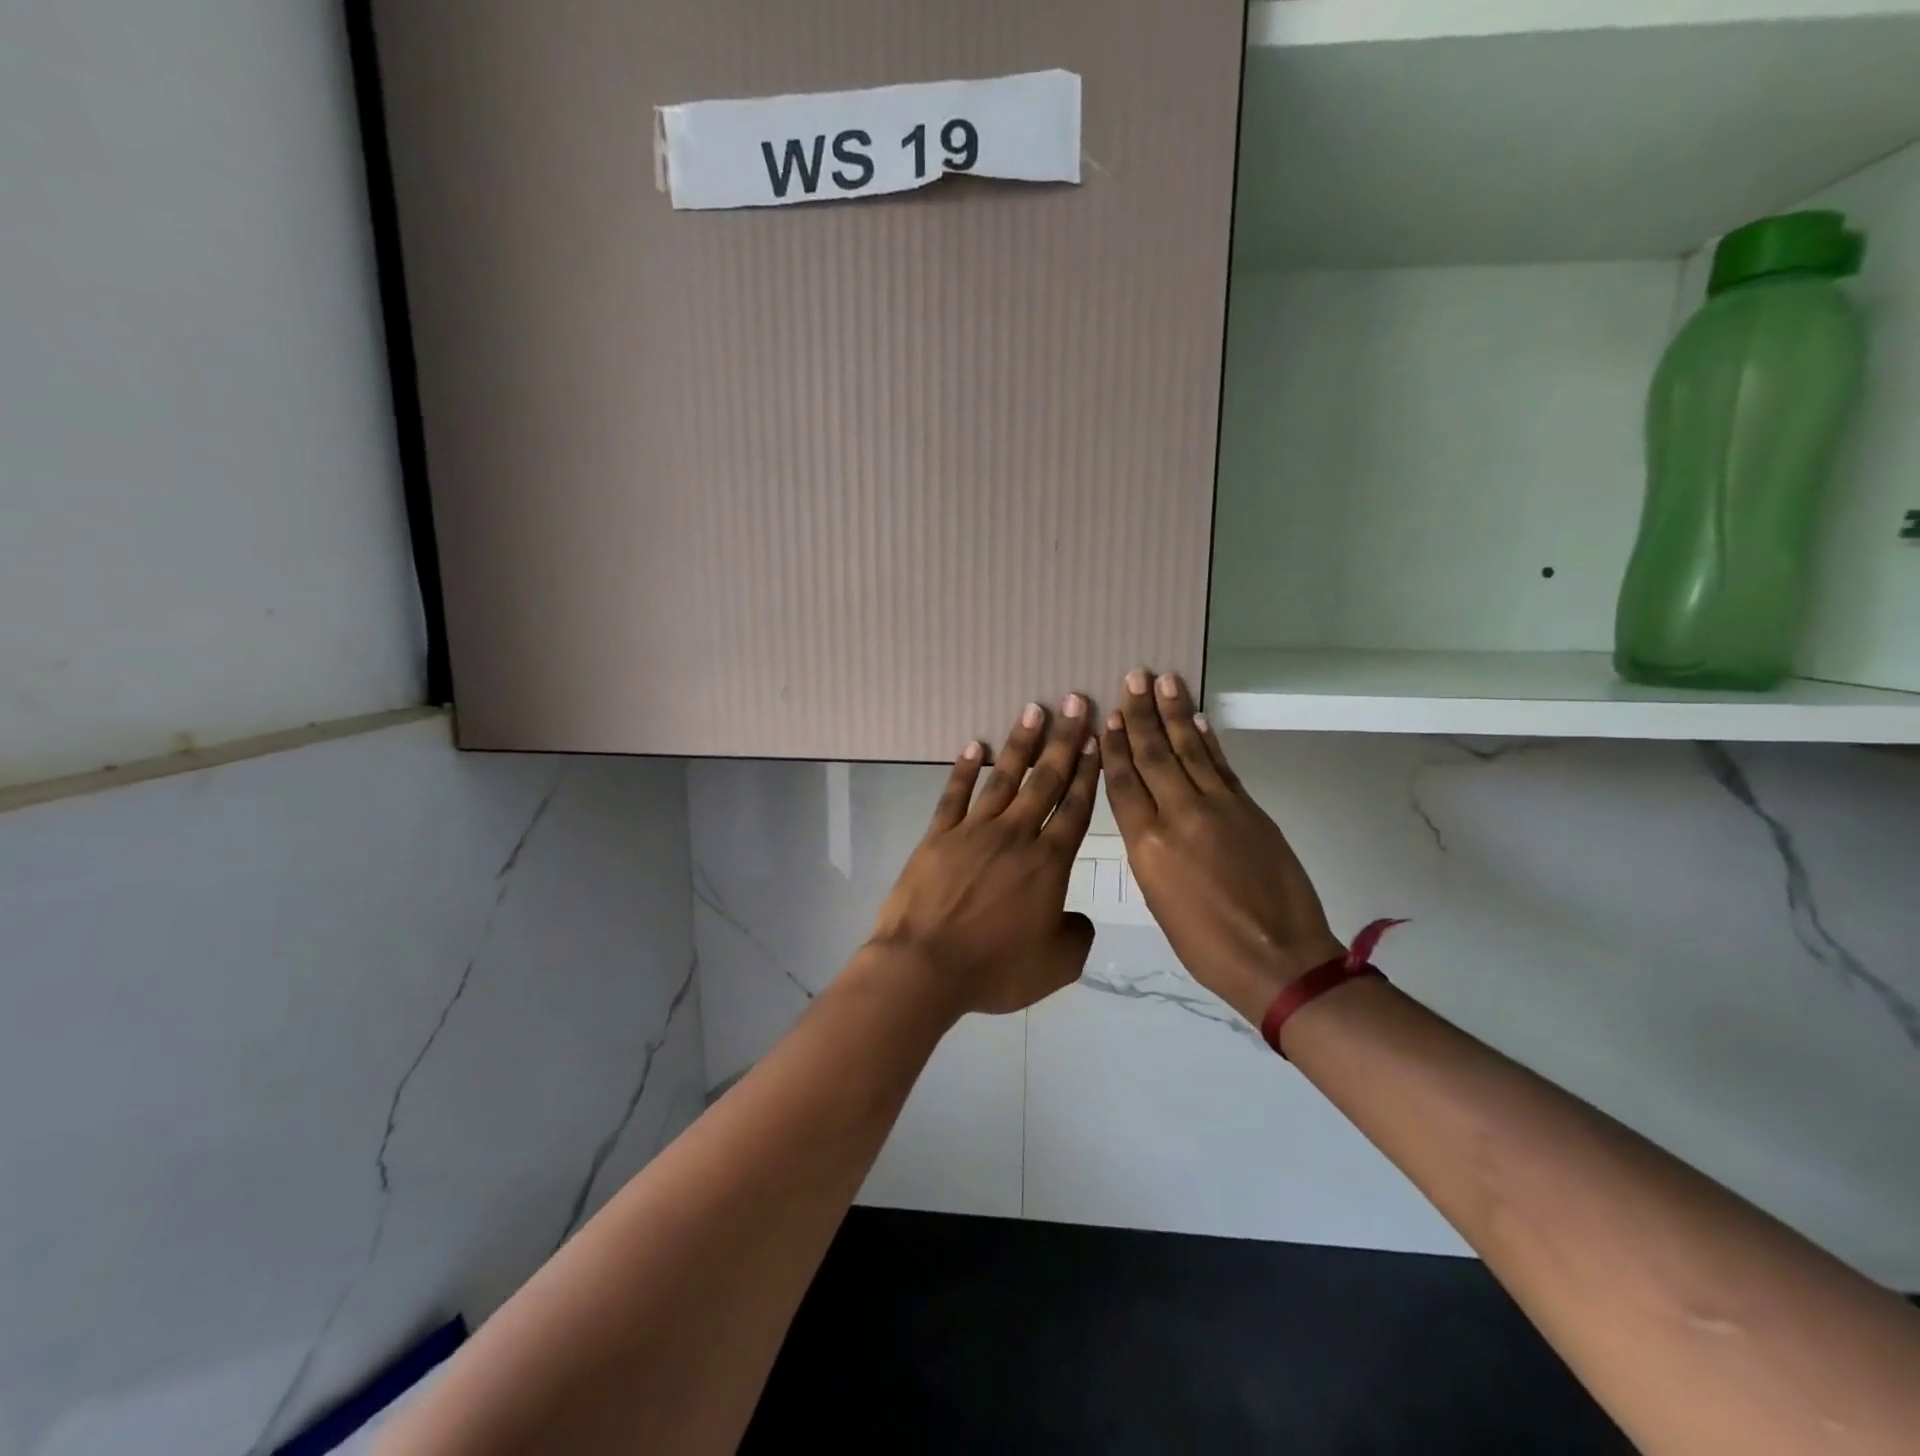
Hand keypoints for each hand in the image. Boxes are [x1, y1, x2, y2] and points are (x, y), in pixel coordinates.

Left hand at [867, 696, 1101, 1015]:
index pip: (1074, 808)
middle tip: (1075, 702)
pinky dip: (965, 769)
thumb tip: (1077, 918)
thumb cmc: (993, 968)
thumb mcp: (1056, 966)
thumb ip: (1078, 936)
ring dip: (1020, 744)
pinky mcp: (938, 836)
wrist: (924, 966)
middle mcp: (1015, 836)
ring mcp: (973, 831)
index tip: (1097, 738)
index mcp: (1048, 863)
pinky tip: (975, 746)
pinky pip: (955, 794)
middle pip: (1044, 781)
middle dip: (1063, 741)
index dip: (1088, 771)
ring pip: (1003, 778)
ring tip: (1033, 710)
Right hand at [1100, 671, 1346, 1025]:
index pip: (1123, 783)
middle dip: (1142, 714)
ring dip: (1174, 713)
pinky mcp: (1249, 808)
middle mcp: (1178, 815)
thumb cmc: (1205, 945)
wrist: (1278, 957)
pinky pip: (1221, 765)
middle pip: (1154, 755)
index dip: (1115, 746)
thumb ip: (1149, 851)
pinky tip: (1196, 719)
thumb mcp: (1158, 900)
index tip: (1110, 716)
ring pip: (1189, 750)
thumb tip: (1147, 817)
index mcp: (1147, 845)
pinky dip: (1207, 739)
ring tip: (1162, 681)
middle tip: (1133, 677)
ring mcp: (1218, 807)